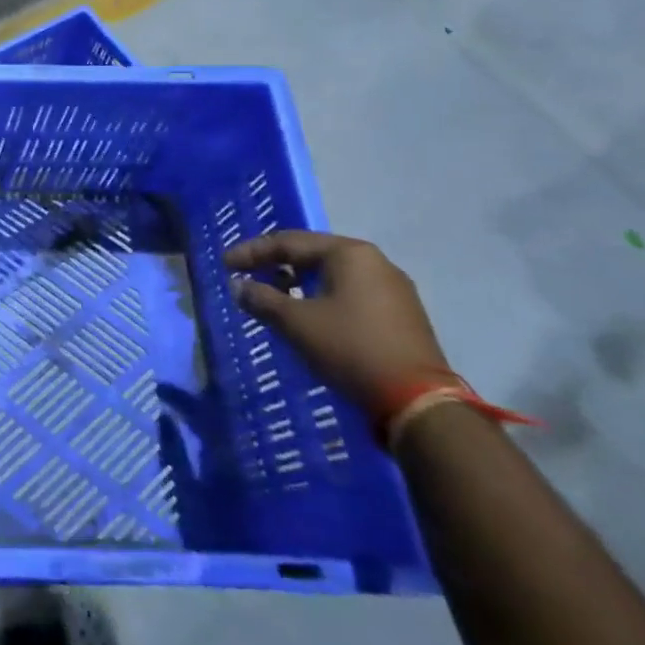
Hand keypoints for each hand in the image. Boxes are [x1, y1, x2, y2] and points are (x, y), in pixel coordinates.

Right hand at [223, 230, 448, 406]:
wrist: (418, 402)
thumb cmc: (349, 348)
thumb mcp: (295, 322)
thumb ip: (261, 299)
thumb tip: (239, 286)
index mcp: (349, 254)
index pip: (288, 242)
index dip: (252, 252)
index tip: (225, 265)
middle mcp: (374, 262)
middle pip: (312, 254)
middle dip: (275, 265)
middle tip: (247, 277)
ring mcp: (393, 289)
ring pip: (332, 275)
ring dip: (298, 283)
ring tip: (273, 298)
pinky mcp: (401, 315)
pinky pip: (350, 294)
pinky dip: (321, 298)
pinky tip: (308, 316)